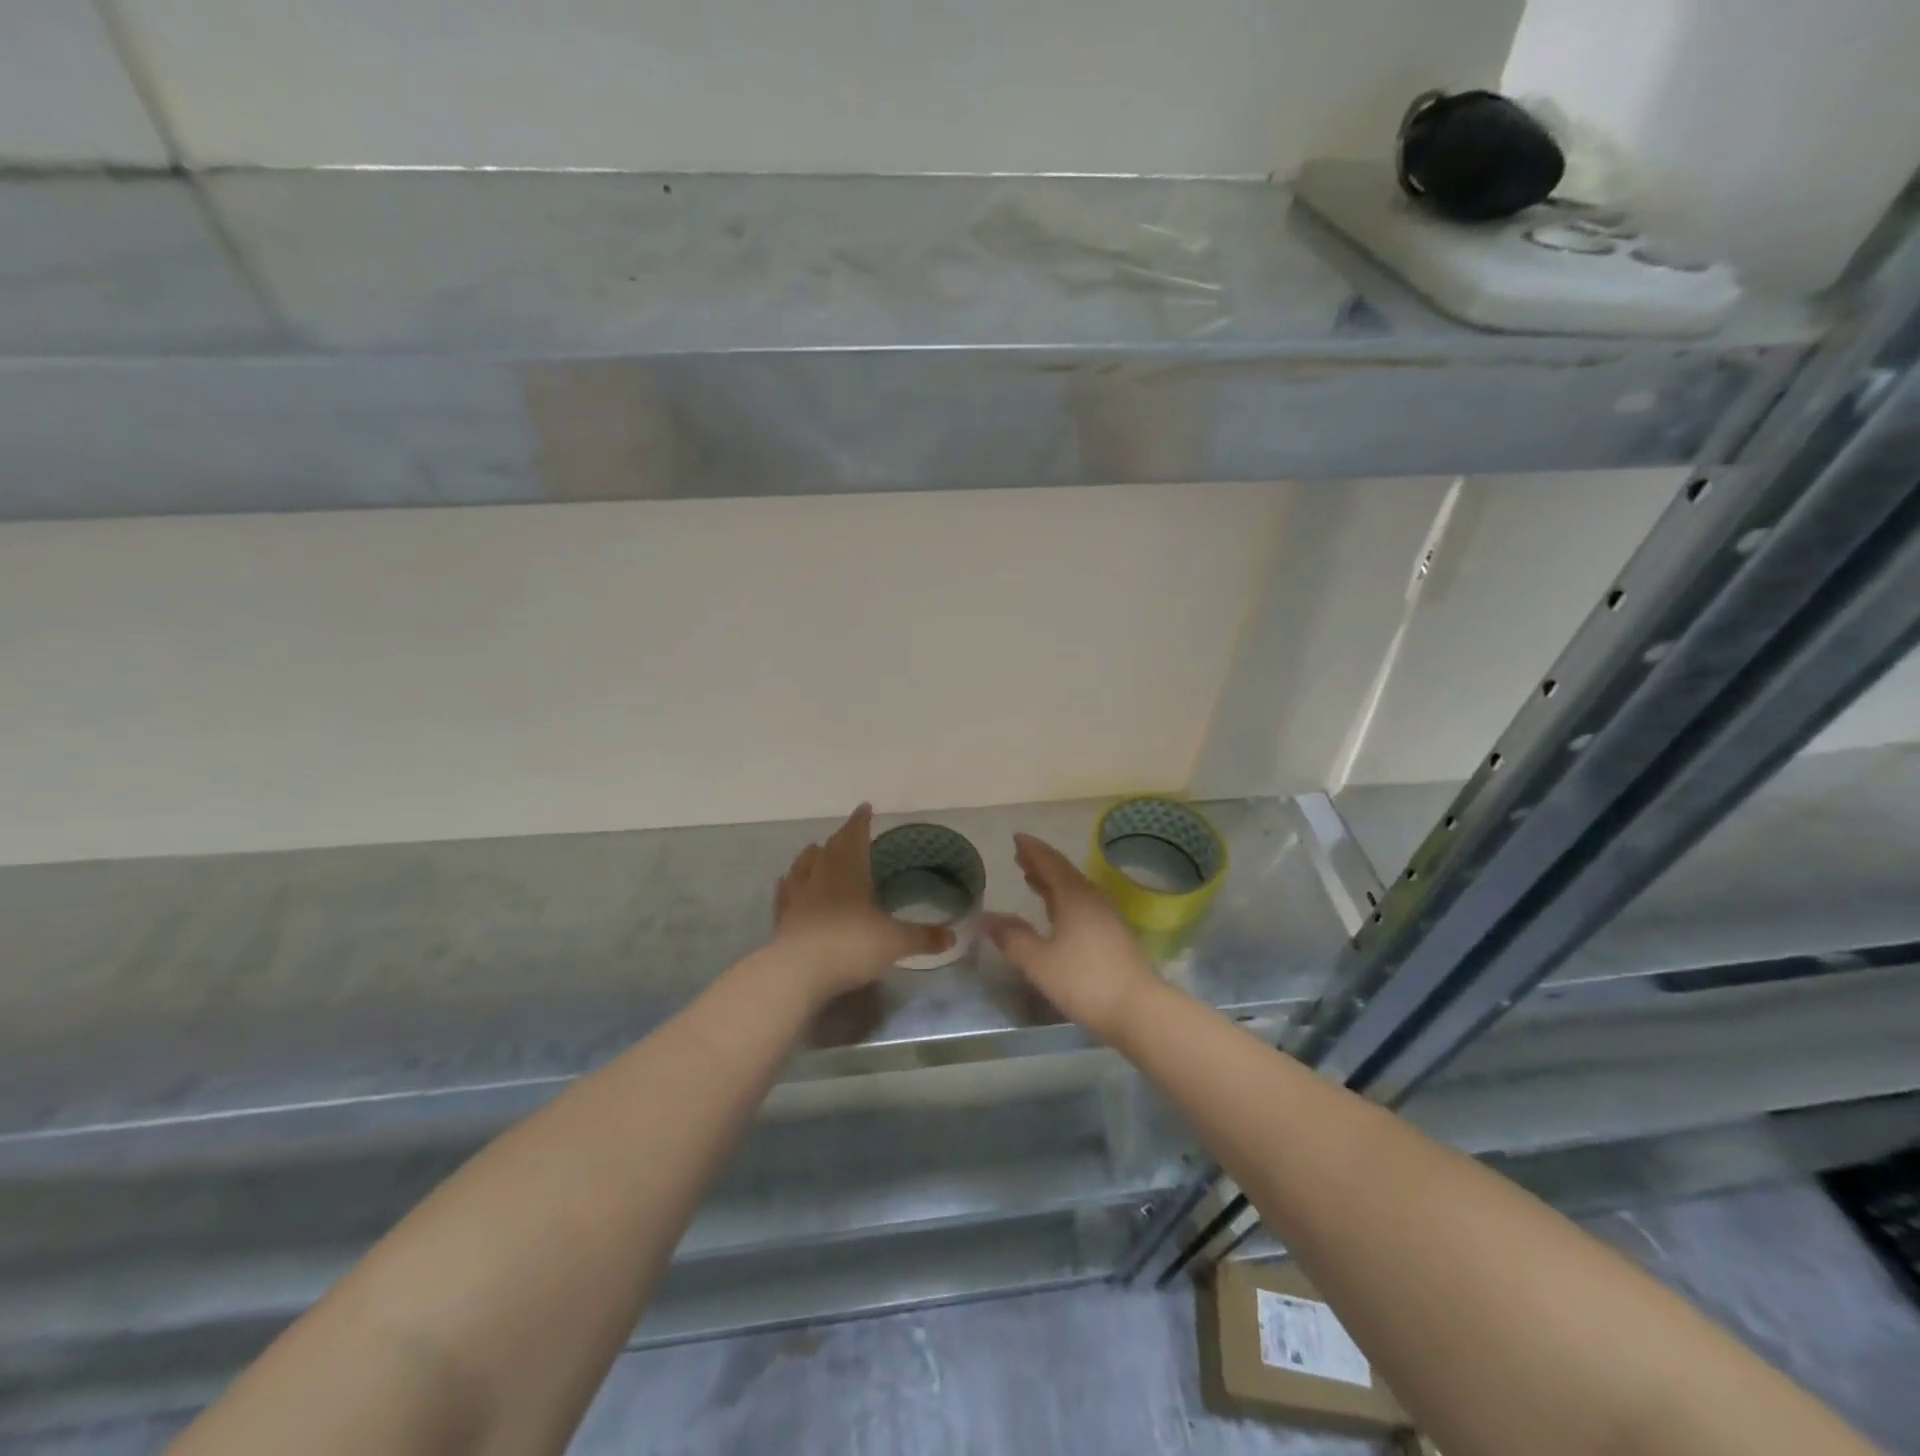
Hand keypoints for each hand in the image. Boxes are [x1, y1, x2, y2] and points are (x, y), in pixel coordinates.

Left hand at [772, 805, 952, 1001]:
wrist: (799, 971)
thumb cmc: (852, 946)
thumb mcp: (895, 942)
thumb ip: (923, 938)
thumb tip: (953, 937)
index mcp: (851, 872)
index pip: (856, 836)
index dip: (861, 821)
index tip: (865, 808)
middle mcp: (823, 876)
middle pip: (831, 848)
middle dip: (841, 837)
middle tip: (848, 831)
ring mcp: (799, 895)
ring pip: (804, 865)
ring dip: (812, 855)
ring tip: (816, 849)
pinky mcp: (783, 917)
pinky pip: (785, 893)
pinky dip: (788, 884)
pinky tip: (786, 882)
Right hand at [983, 833, 1159, 1043]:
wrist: (1138, 1010)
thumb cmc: (1084, 981)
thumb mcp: (1039, 961)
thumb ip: (1012, 938)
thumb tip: (987, 918)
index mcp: (1075, 896)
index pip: (1050, 863)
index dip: (1032, 850)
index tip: (1017, 838)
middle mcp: (1093, 899)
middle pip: (1064, 873)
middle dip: (1041, 864)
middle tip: (1020, 857)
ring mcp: (1106, 917)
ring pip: (1075, 890)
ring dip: (1052, 882)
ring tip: (1033, 879)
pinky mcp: (1113, 936)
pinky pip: (1083, 905)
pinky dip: (1063, 900)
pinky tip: (1057, 913)